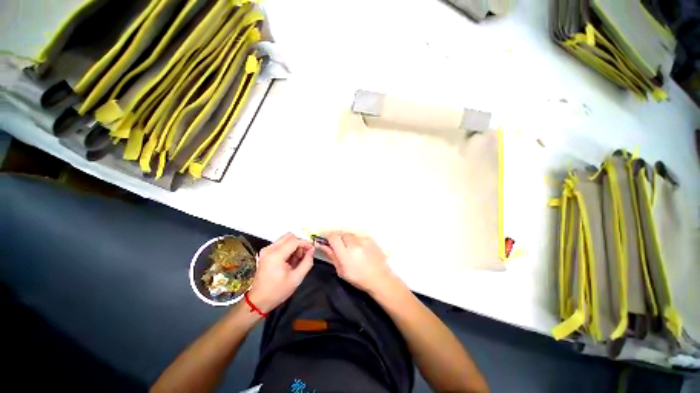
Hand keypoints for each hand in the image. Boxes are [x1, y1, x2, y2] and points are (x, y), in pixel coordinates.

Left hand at [247, 233, 313, 312]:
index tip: (312, 250)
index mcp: (276, 255)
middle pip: (289, 236)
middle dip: (299, 243)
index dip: (305, 243)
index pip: (294, 241)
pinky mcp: (265, 253)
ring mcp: (266, 250)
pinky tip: (289, 261)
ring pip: (285, 239)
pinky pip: (280, 244)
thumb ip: (307, 262)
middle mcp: (269, 249)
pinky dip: (288, 249)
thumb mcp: (296, 279)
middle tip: (303, 256)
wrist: (258, 301)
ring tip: (296, 260)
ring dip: (294, 246)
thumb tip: (312, 251)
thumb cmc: (277, 291)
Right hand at [319, 232, 397, 294]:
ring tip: (350, 249)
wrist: (380, 278)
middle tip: (339, 247)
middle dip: (338, 238)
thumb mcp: (341, 271)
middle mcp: (354, 243)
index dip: (328, 238)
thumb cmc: (358, 278)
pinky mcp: (370, 238)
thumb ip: (331, 255)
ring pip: (350, 234)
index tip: (327, 242)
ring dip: (347, 239)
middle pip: (341, 233)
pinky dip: (356, 240)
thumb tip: (322, 245)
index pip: (333, 236)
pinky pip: (358, 236)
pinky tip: (359, 249)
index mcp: (346, 253)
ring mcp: (363, 240)